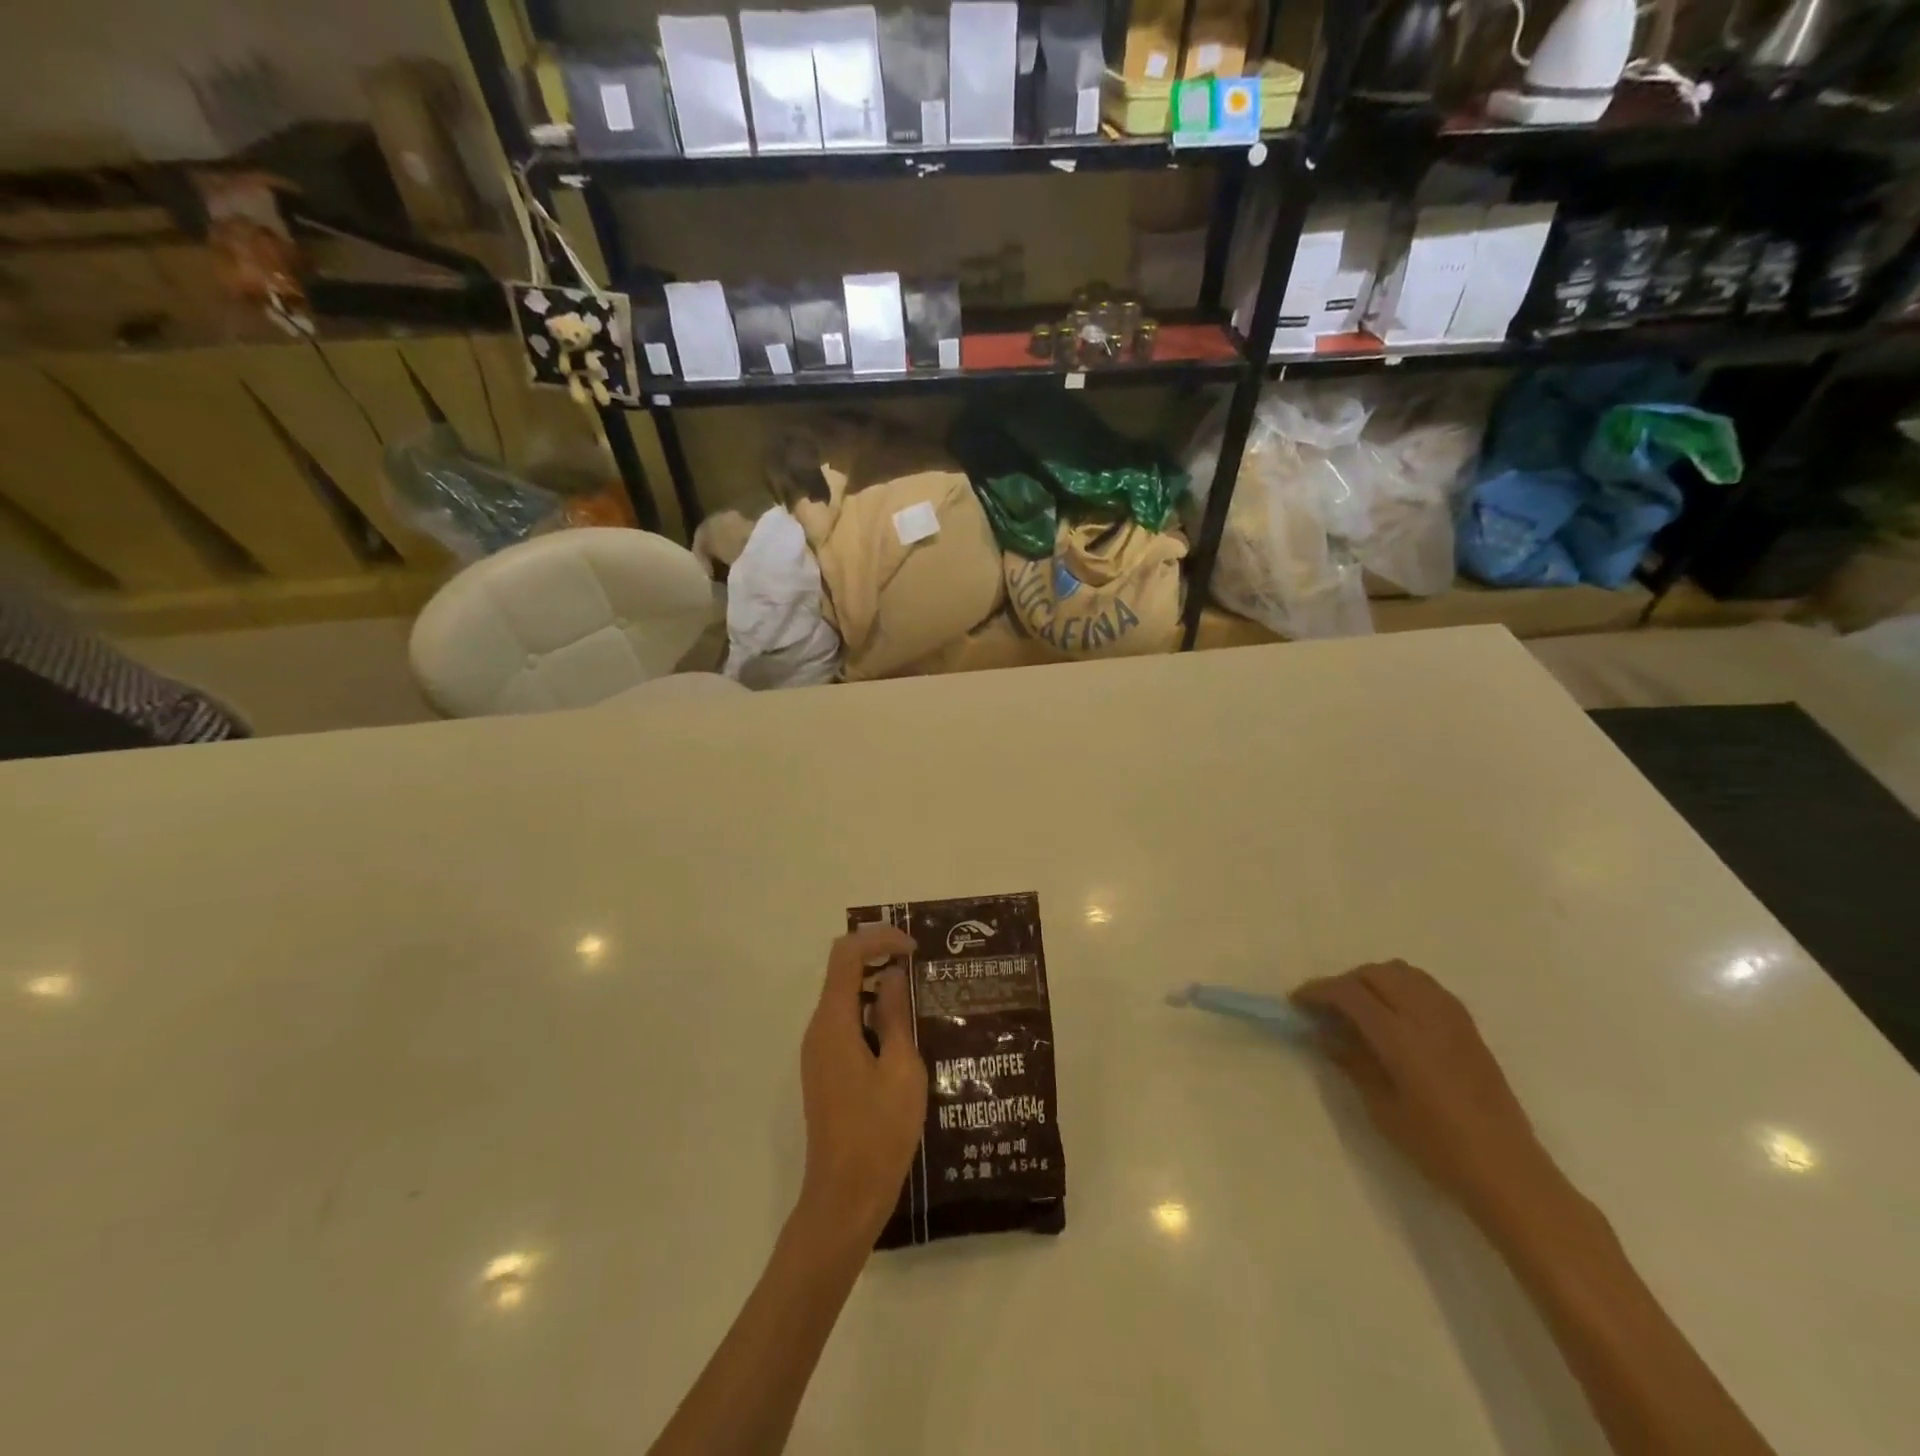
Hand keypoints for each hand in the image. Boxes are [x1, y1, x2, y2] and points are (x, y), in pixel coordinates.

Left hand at [797, 925, 927, 1243]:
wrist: (844, 1198)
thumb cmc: (879, 1133)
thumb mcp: (902, 1070)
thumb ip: (896, 1016)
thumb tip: (891, 975)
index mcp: (833, 1024)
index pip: (846, 955)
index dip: (879, 939)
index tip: (914, 949)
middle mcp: (818, 1029)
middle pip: (841, 971)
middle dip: (878, 956)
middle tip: (919, 964)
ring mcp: (819, 1050)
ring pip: (844, 996)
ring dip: (876, 984)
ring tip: (917, 993)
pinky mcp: (826, 1069)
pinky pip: (846, 1022)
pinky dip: (871, 1011)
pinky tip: (902, 1029)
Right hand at [1292, 960, 1561, 1223]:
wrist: (1507, 1170)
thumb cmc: (1437, 1147)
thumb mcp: (1381, 1108)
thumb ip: (1352, 1062)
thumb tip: (1324, 1034)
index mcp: (1401, 1038)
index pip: (1350, 993)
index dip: (1318, 991)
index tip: (1297, 1001)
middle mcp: (1426, 1016)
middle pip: (1375, 973)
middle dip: (1344, 982)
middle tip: (1327, 1006)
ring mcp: (1452, 1018)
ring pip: (1404, 972)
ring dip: (1374, 979)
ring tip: (1360, 1006)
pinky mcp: (1469, 1027)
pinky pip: (1428, 986)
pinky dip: (1402, 986)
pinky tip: (1395, 1013)